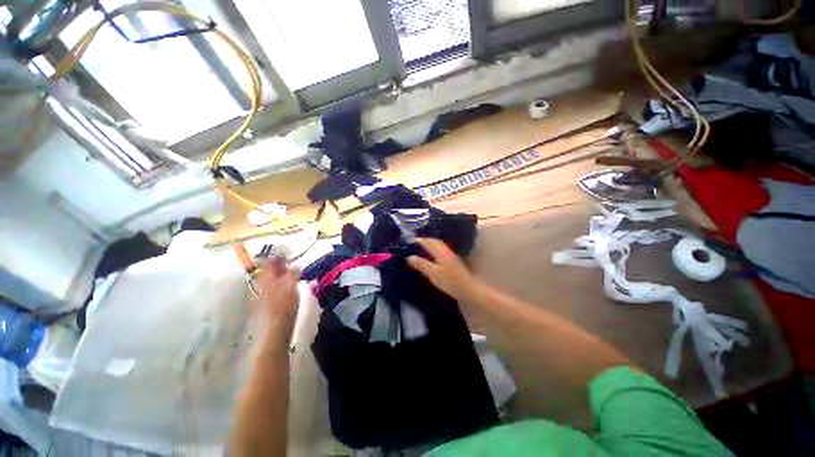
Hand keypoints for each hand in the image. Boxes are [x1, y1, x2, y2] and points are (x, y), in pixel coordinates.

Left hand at [255, 257, 299, 337]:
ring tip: (292, 276)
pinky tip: (287, 288)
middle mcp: (260, 283)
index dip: (279, 255)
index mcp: (266, 277)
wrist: (275, 328)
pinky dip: (279, 284)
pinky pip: (272, 287)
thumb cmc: (284, 304)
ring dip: (281, 275)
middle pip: (269, 270)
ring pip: (271, 279)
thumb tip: (296, 264)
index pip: (269, 260)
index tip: (290, 253)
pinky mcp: (264, 302)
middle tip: (293, 264)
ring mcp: (260, 293)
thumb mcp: (292, 285)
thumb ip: (293, 272)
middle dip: (280, 265)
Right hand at [407, 238, 477, 301]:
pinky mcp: (453, 262)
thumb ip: (421, 264)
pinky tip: (431, 256)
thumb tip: (409, 257)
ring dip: (430, 245)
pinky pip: (441, 251)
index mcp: (441, 252)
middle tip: (415, 242)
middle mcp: (447, 251)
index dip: (420, 240)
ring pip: (439, 246)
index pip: (429, 242)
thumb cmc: (449, 281)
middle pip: (435, 242)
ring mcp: (451, 256)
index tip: (411, 240)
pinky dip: (434, 250)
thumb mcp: (433, 274)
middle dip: (425, 240)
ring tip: (421, 248)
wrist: (467, 290)